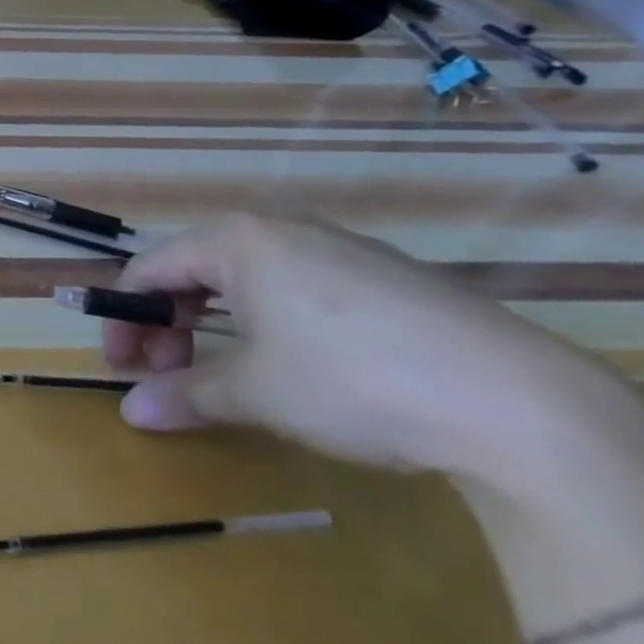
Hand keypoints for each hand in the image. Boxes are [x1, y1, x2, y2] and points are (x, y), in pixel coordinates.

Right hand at [103, 214, 634, 485]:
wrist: (524, 404)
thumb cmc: (353, 380)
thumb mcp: (255, 392)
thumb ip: (184, 395)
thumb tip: (131, 414)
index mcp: (236, 240)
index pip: (148, 270)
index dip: (122, 320)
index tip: (119, 367)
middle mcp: (280, 230)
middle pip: (194, 271)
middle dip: (167, 324)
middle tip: (164, 375)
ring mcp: (338, 249)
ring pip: (245, 280)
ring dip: (213, 326)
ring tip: (220, 375)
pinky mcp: (385, 278)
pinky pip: (296, 288)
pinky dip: (266, 323)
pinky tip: (289, 365)